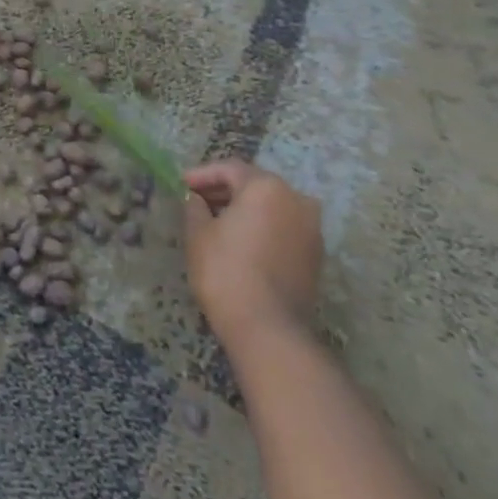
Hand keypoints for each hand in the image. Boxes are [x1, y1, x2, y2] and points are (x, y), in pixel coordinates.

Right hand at [184, 160, 323, 341]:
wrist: (268, 329)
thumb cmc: (226, 272)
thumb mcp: (198, 234)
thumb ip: (195, 206)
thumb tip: (196, 199)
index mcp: (267, 187)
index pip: (230, 169)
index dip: (202, 175)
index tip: (182, 185)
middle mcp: (296, 200)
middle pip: (254, 185)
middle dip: (224, 190)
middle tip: (197, 200)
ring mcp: (311, 228)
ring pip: (272, 207)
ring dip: (245, 209)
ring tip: (216, 221)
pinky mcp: (315, 255)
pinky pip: (283, 227)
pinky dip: (262, 227)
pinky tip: (240, 240)